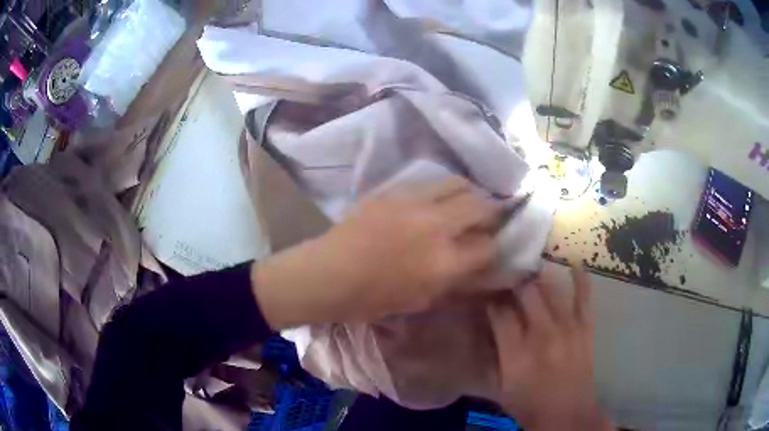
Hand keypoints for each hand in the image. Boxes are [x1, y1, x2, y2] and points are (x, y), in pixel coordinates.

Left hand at [252, 177, 504, 328]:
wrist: (328, 274)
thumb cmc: (372, 298)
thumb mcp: (421, 300)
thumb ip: (454, 281)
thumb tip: (476, 265)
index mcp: (444, 262)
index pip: (488, 246)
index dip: (493, 247)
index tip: (488, 248)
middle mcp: (436, 226)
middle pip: (481, 205)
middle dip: (491, 212)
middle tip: (486, 218)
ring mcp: (413, 202)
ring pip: (458, 183)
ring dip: (468, 193)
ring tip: (464, 202)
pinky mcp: (393, 190)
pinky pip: (428, 182)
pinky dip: (440, 190)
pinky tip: (434, 200)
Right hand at [488, 266, 613, 430]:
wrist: (568, 414)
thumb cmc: (529, 405)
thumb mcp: (499, 390)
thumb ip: (488, 360)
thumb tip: (479, 333)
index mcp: (516, 353)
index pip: (500, 313)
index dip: (491, 299)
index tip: (486, 295)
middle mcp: (541, 335)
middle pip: (526, 294)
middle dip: (513, 283)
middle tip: (507, 278)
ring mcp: (567, 328)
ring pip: (551, 289)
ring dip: (539, 276)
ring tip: (530, 267)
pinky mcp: (585, 328)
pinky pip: (584, 297)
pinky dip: (581, 278)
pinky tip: (575, 262)